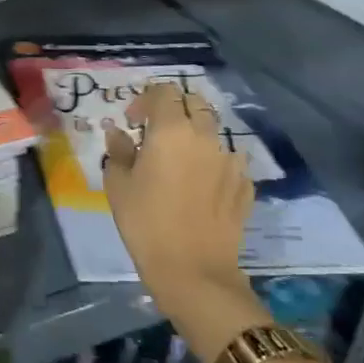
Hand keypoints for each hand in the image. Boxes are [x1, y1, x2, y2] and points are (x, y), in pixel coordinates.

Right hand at [102, 83, 262, 346]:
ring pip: (214, 131)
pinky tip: (202, 183)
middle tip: (157, 132)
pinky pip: (229, 160)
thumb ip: (118, 151)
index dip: (145, 99)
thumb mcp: (118, 185)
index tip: (132, 121)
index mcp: (172, 130)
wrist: (193, 270)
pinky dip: (214, 162)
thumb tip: (118, 133)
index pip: (164, 92)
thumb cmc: (145, 222)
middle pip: (195, 103)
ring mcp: (230, 161)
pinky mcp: (245, 185)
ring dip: (196, 135)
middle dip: (175, 109)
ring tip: (181, 160)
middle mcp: (206, 137)